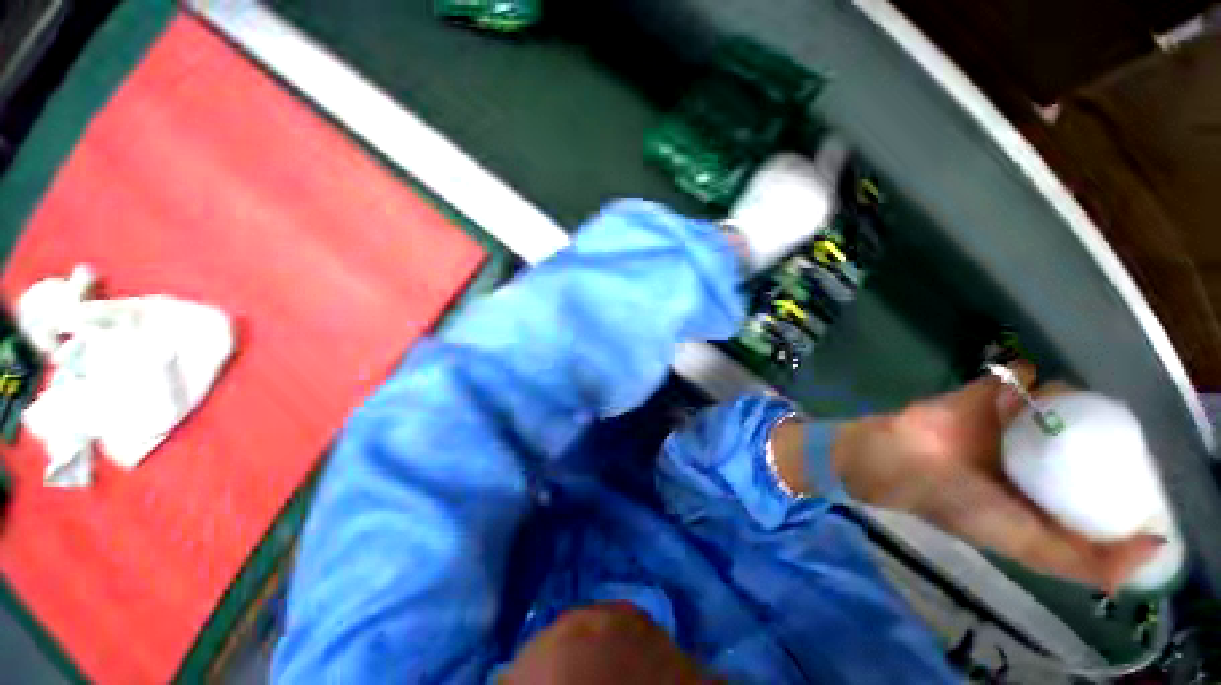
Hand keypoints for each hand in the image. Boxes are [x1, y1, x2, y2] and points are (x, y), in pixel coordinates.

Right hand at [829, 363, 1162, 590]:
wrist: (898, 459)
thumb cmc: (959, 504)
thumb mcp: (1025, 544)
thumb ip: (1083, 558)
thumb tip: (1156, 547)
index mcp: (1037, 495)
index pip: (1093, 488)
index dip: (1122, 480)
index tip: (1143, 471)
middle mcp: (1027, 459)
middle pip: (1080, 441)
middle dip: (1103, 433)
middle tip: (1117, 428)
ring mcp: (1002, 424)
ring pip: (1054, 406)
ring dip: (1071, 399)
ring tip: (1076, 401)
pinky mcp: (980, 396)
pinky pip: (1013, 380)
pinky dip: (1028, 376)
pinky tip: (1037, 380)